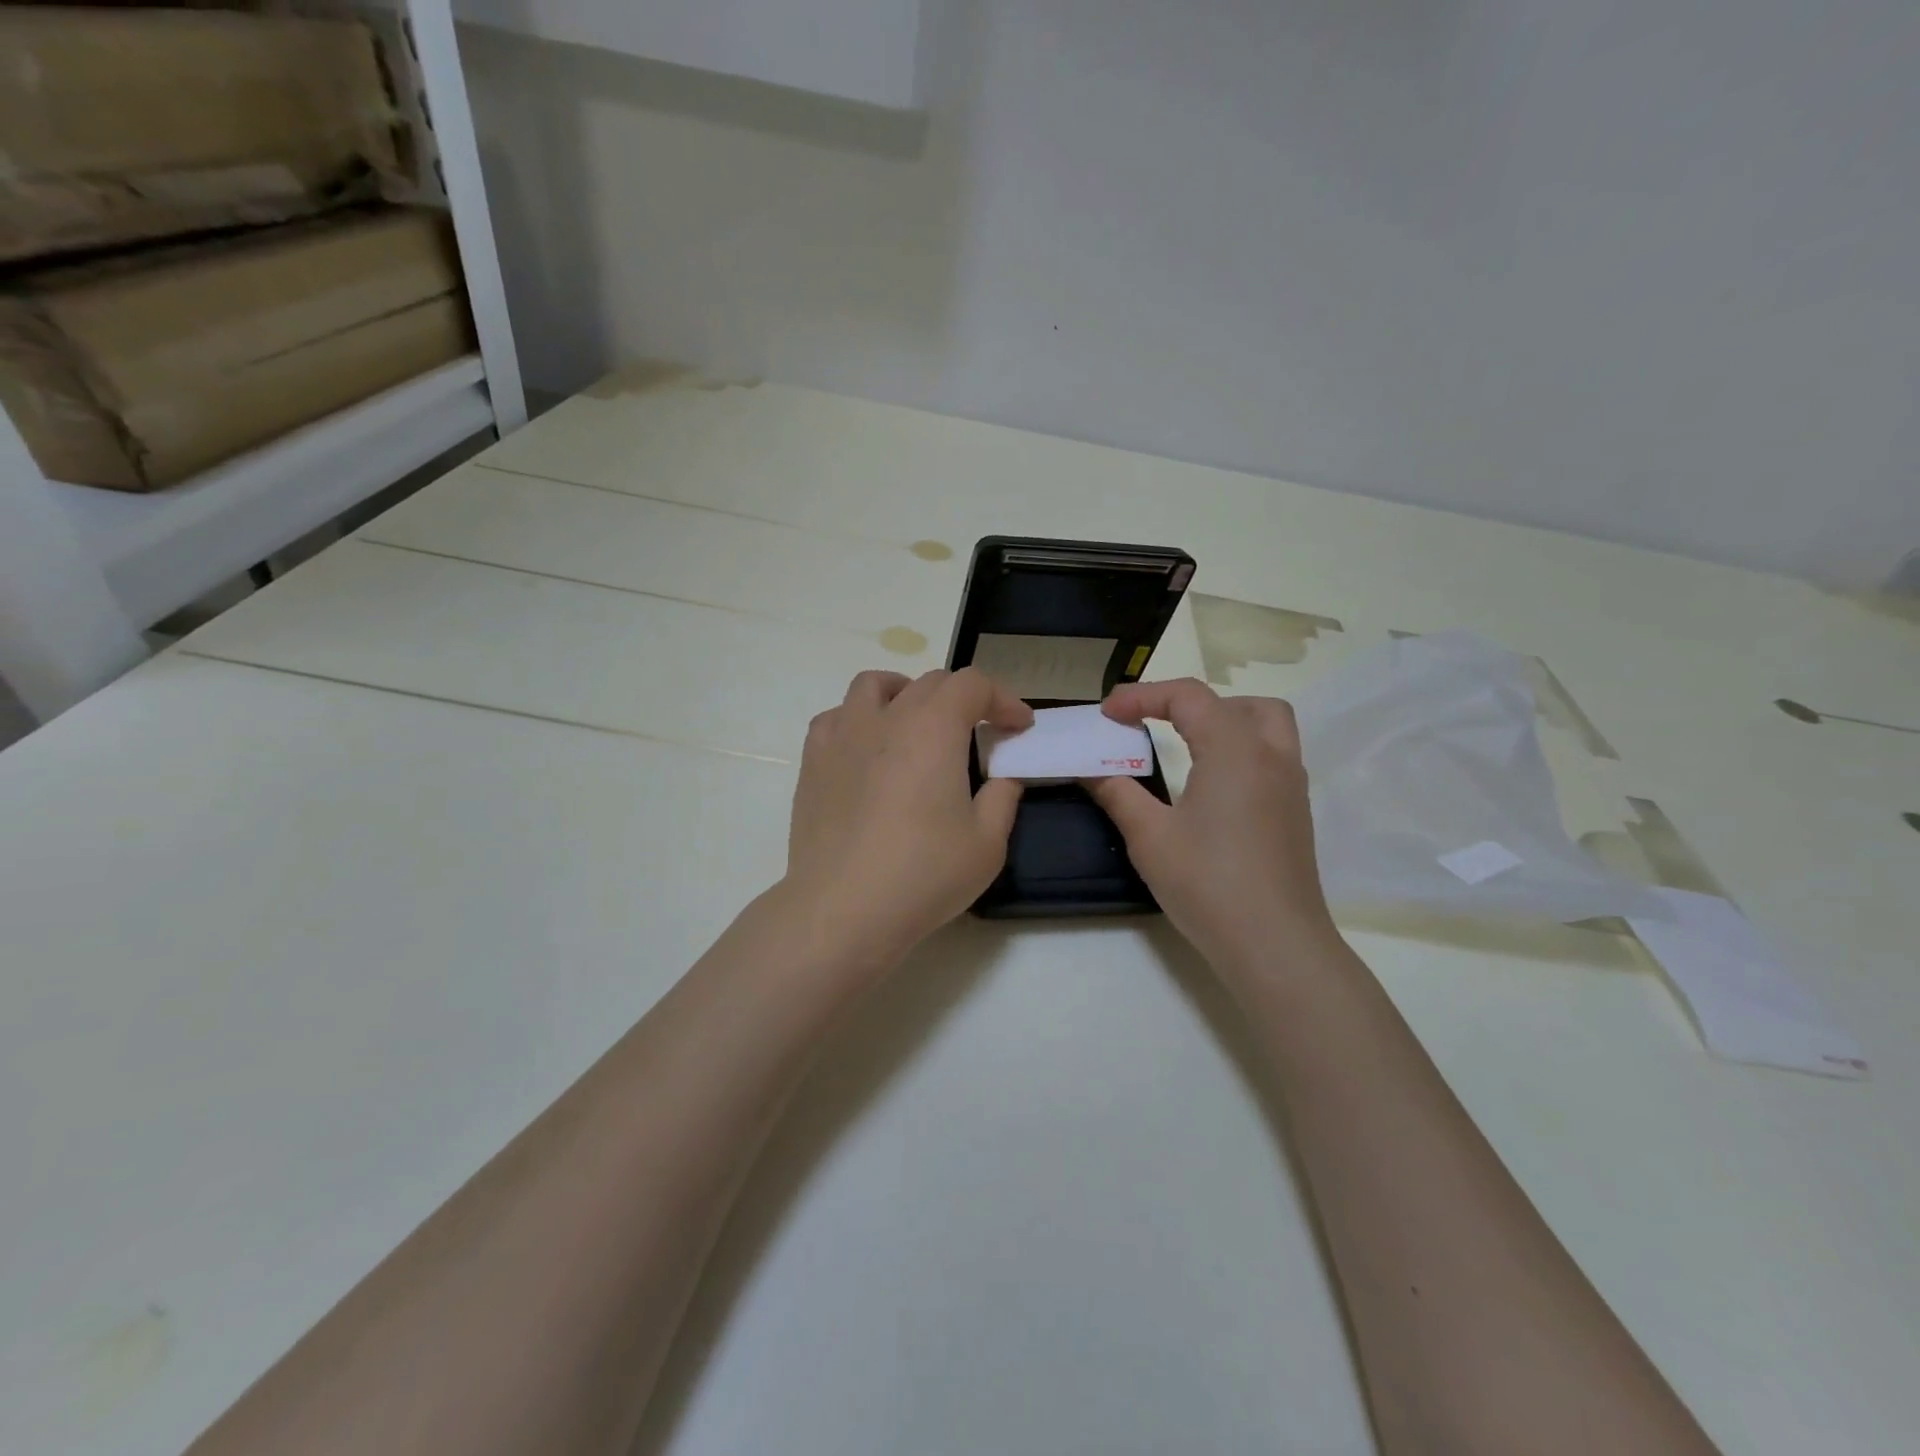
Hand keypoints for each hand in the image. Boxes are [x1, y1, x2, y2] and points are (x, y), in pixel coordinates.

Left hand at [779, 668, 1032, 972]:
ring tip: (918, 724)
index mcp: (933, 728)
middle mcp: (887, 717)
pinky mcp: (813, 760)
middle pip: (930, 682)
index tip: (1018, 727)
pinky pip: (837, 716)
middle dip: (964, 699)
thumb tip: (1003, 776)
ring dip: (906, 694)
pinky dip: (860, 719)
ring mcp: (843, 735)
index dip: (1003, 699)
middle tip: (979, 733)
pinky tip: (868, 749)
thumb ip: (1003, 797)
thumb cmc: (923, 875)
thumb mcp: (987, 843)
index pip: (973, 685)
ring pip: (874, 685)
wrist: (843, 910)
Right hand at [1084, 679, 1334, 971]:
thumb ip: (1118, 793)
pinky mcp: (1296, 814)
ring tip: (1187, 748)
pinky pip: (1272, 758)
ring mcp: (1291, 786)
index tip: (1107, 714)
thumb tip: (1091, 769)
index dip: (1142, 696)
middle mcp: (1271, 756)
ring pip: (1267, 726)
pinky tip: (1212, 789)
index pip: (1187, 697)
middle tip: (1156, 726)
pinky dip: (1240, 752)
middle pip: (1239, 704)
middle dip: (1193, 704)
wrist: (1274, 945)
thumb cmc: (1208, 883)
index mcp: (1234, 749)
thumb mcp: (1149, 837)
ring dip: (1225, 723)